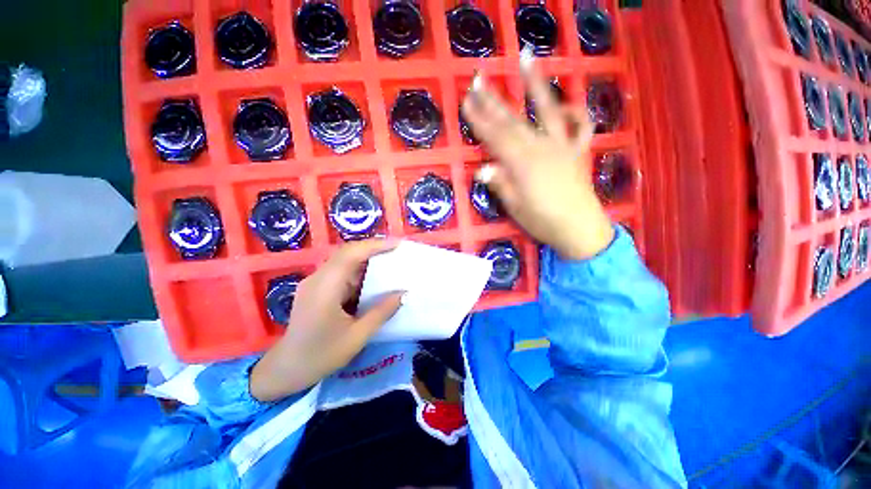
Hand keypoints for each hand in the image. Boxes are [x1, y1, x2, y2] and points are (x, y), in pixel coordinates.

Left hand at [250, 239, 403, 401]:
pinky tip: (371, 280)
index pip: (351, 254)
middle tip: (396, 251)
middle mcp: (317, 278)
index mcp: (325, 288)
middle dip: (373, 249)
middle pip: (347, 253)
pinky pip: (340, 272)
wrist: (286, 370)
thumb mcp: (357, 336)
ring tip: (389, 263)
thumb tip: (404, 293)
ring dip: (366, 260)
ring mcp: (315, 282)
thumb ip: (382, 312)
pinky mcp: (316, 289)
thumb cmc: (321, 355)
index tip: (397, 244)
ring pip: (344, 261)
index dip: (375, 245)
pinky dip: (358, 272)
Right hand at [461, 50, 613, 259]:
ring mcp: (562, 146)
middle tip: (479, 79)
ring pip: (547, 111)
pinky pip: (580, 127)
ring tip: (526, 59)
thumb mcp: (516, 208)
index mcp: (522, 165)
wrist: (580, 229)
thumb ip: (501, 185)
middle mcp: (541, 148)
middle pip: (513, 121)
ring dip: (536, 84)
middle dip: (494, 100)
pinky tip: (566, 104)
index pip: (495, 138)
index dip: (479, 120)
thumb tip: (482, 170)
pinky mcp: (576, 151)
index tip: (466, 102)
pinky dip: (575, 113)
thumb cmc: (543, 221)